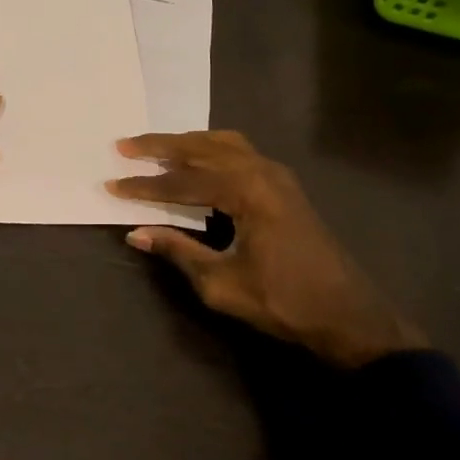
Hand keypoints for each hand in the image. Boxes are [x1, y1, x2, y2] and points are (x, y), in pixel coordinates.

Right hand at [106, 130, 425, 369]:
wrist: (348, 316)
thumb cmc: (283, 302)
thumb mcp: (222, 283)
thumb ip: (179, 251)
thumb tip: (137, 234)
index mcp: (247, 191)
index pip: (183, 182)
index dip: (145, 186)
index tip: (112, 185)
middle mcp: (262, 171)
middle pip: (202, 148)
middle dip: (161, 146)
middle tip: (124, 146)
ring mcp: (277, 175)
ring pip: (224, 143)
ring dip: (187, 143)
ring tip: (155, 148)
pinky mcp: (284, 186)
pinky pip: (240, 153)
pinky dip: (211, 151)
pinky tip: (197, 162)